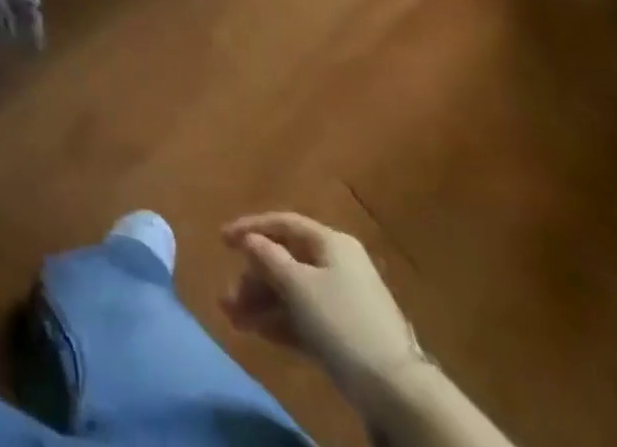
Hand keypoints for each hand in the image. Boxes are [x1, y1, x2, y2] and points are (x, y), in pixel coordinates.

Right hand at [220, 212, 422, 403]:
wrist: (395, 391)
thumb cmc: (341, 320)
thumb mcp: (297, 284)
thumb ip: (268, 257)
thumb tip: (250, 240)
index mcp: (330, 242)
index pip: (283, 224)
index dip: (250, 228)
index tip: (221, 240)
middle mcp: (337, 265)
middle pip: (285, 261)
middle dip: (253, 277)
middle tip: (228, 295)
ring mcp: (342, 301)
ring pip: (291, 293)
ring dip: (260, 303)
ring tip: (233, 317)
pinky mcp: (344, 335)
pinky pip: (303, 318)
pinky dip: (279, 322)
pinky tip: (256, 331)